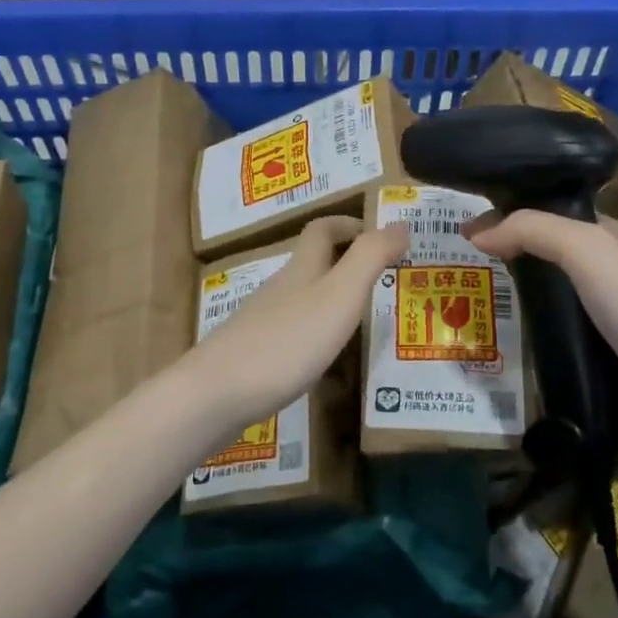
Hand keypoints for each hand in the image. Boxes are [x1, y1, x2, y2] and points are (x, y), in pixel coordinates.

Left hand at [177, 216, 407, 435]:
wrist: (216, 394)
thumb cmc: (286, 341)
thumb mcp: (339, 295)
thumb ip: (370, 258)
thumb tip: (401, 223)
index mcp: (302, 269)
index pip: (322, 229)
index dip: (349, 224)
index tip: (379, 236)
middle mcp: (280, 288)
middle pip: (311, 262)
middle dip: (345, 262)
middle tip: (382, 280)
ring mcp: (262, 321)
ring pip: (301, 298)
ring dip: (331, 299)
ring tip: (362, 321)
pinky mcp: (253, 353)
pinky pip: (291, 332)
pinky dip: (314, 334)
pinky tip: (325, 361)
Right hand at [466, 211, 617, 456]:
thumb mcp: (587, 250)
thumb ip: (532, 231)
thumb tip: (477, 234)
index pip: (558, 216)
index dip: (515, 216)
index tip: (469, 231)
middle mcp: (616, 275)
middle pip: (553, 257)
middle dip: (512, 258)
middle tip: (466, 268)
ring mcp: (611, 321)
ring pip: (554, 300)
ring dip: (520, 300)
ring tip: (473, 304)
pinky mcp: (604, 361)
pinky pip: (559, 339)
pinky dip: (533, 336)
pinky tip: (506, 341)